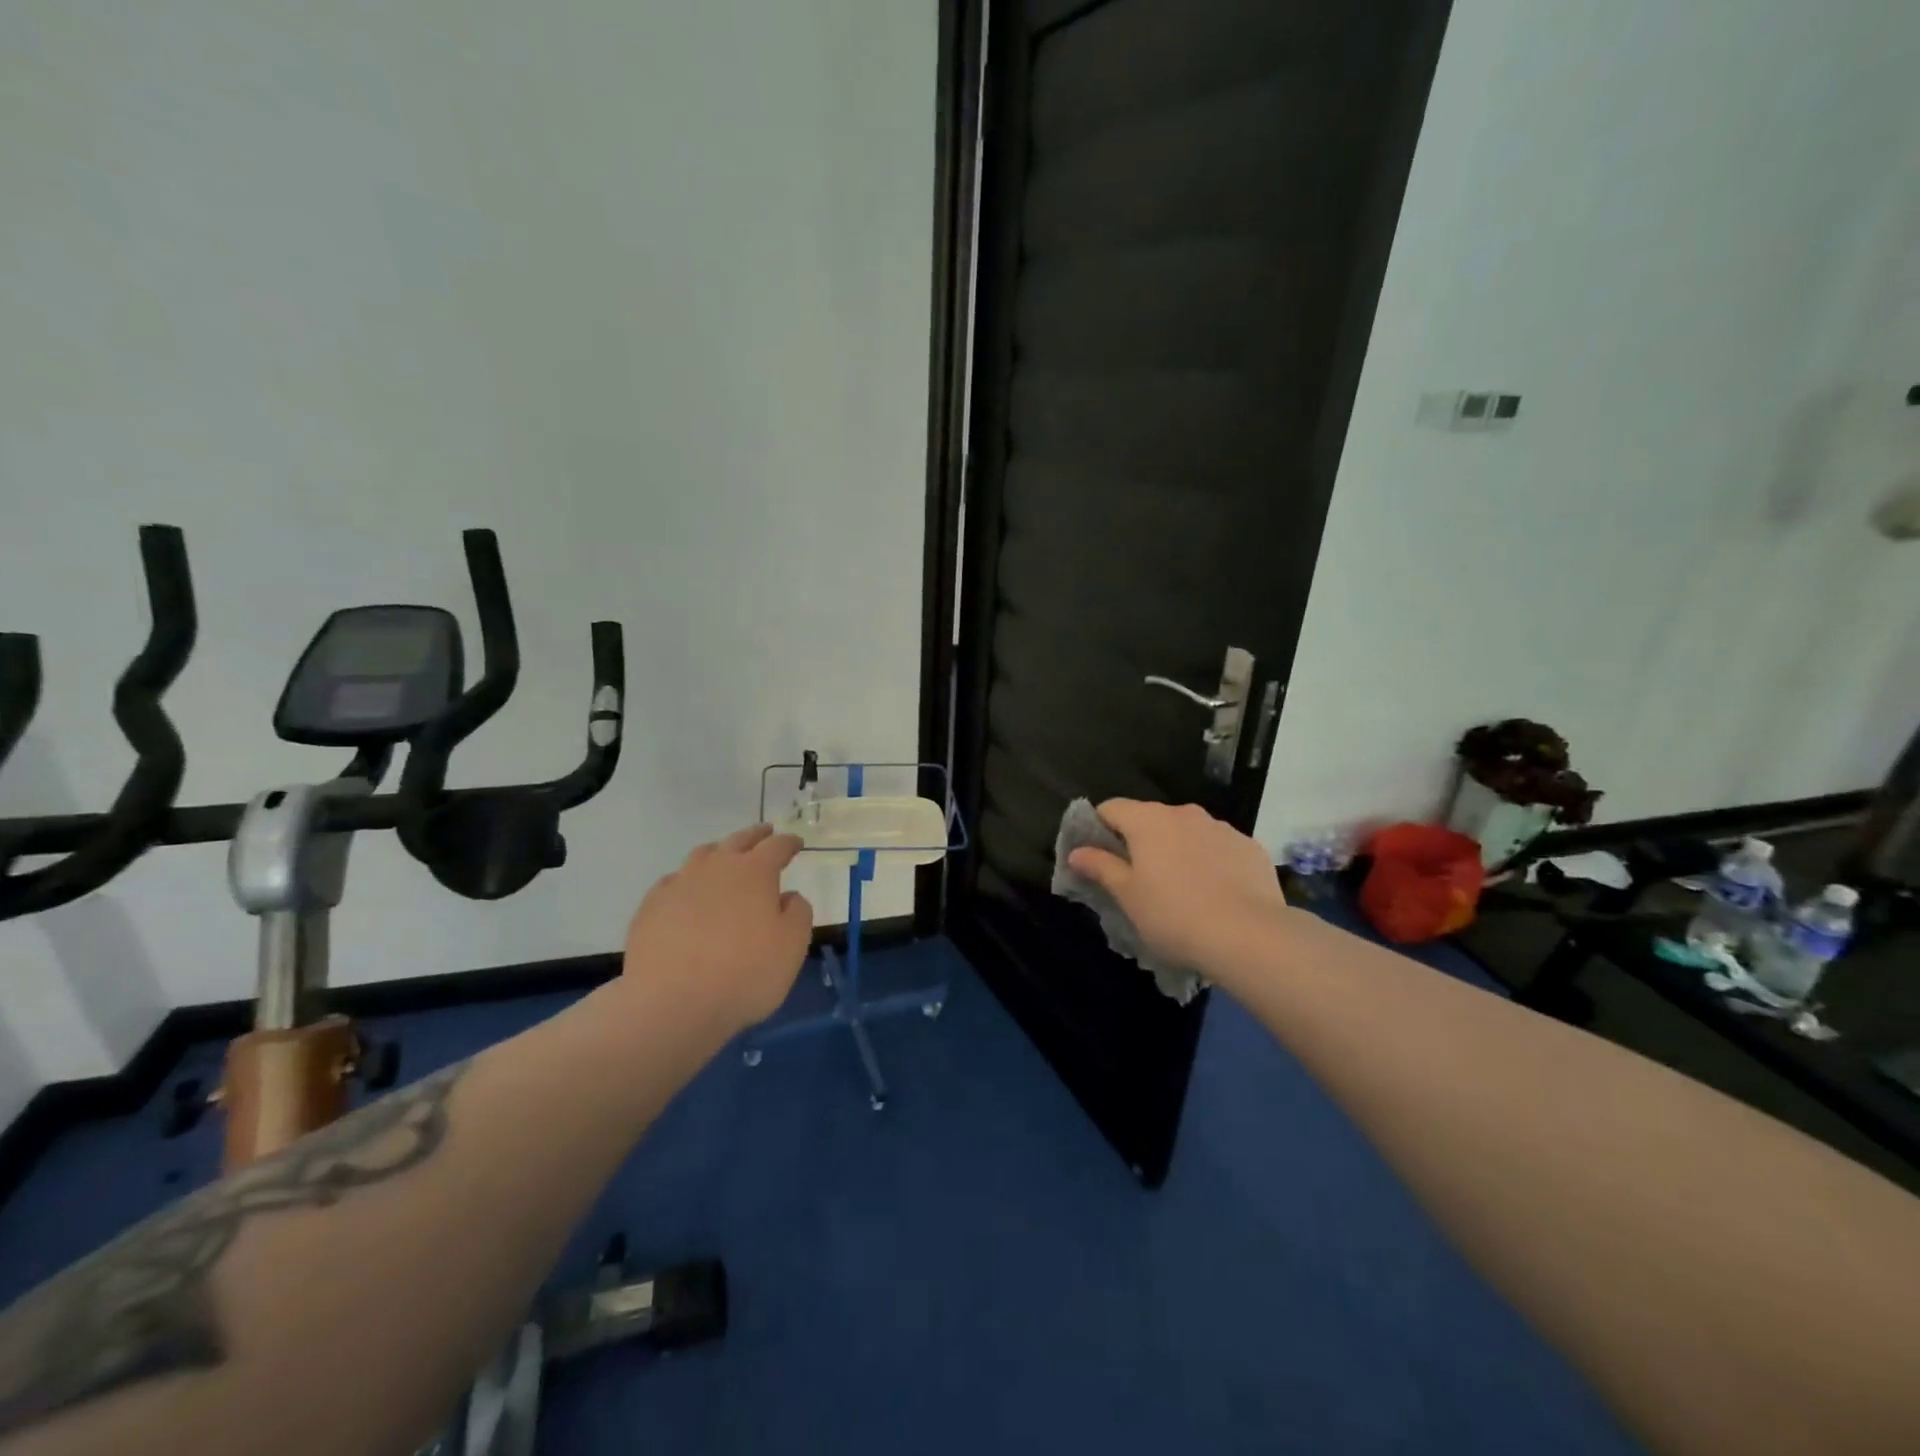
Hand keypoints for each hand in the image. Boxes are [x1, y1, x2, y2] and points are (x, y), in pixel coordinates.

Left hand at [622, 824, 814, 1032]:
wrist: (672, 1004)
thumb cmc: (745, 974)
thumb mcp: (793, 946)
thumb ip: (798, 913)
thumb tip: (788, 896)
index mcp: (755, 872)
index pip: (776, 846)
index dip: (789, 843)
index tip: (797, 844)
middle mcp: (716, 868)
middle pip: (738, 841)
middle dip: (755, 836)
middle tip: (765, 834)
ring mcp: (679, 884)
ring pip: (702, 855)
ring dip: (719, 852)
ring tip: (726, 858)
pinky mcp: (651, 907)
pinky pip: (674, 882)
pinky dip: (688, 881)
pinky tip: (688, 894)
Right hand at [1067, 800, 1289, 977]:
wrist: (1249, 936)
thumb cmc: (1174, 915)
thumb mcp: (1128, 896)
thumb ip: (1100, 867)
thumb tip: (1077, 851)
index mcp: (1148, 820)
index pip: (1111, 808)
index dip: (1098, 828)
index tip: (1097, 857)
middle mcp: (1184, 813)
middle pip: (1151, 819)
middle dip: (1140, 842)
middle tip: (1137, 880)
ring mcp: (1221, 828)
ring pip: (1187, 832)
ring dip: (1177, 850)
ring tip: (1180, 889)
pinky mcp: (1250, 847)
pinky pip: (1218, 848)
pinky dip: (1210, 862)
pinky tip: (1215, 894)